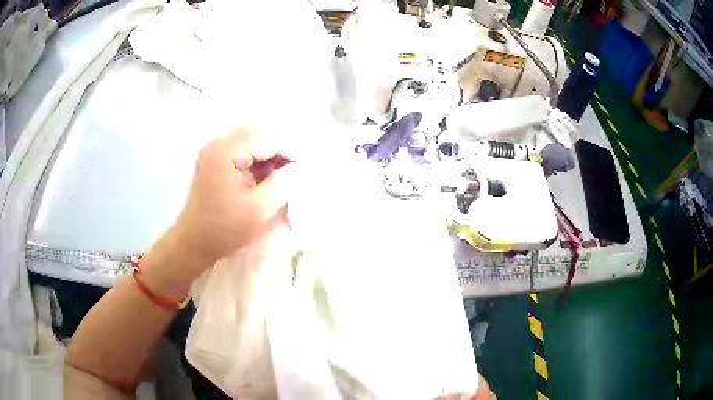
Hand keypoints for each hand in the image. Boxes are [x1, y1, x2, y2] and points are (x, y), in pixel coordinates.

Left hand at [141, 128, 295, 301]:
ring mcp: (214, 151)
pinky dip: (258, 159)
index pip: (266, 139)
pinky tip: (268, 175)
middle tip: (296, 170)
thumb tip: (297, 169)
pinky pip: (242, 150)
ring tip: (285, 173)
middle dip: (280, 150)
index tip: (305, 169)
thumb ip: (281, 184)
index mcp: (224, 152)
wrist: (193, 243)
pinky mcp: (214, 160)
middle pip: (258, 134)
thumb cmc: (223, 230)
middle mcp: (217, 143)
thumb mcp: (257, 210)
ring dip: (270, 154)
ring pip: (251, 141)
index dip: (289, 152)